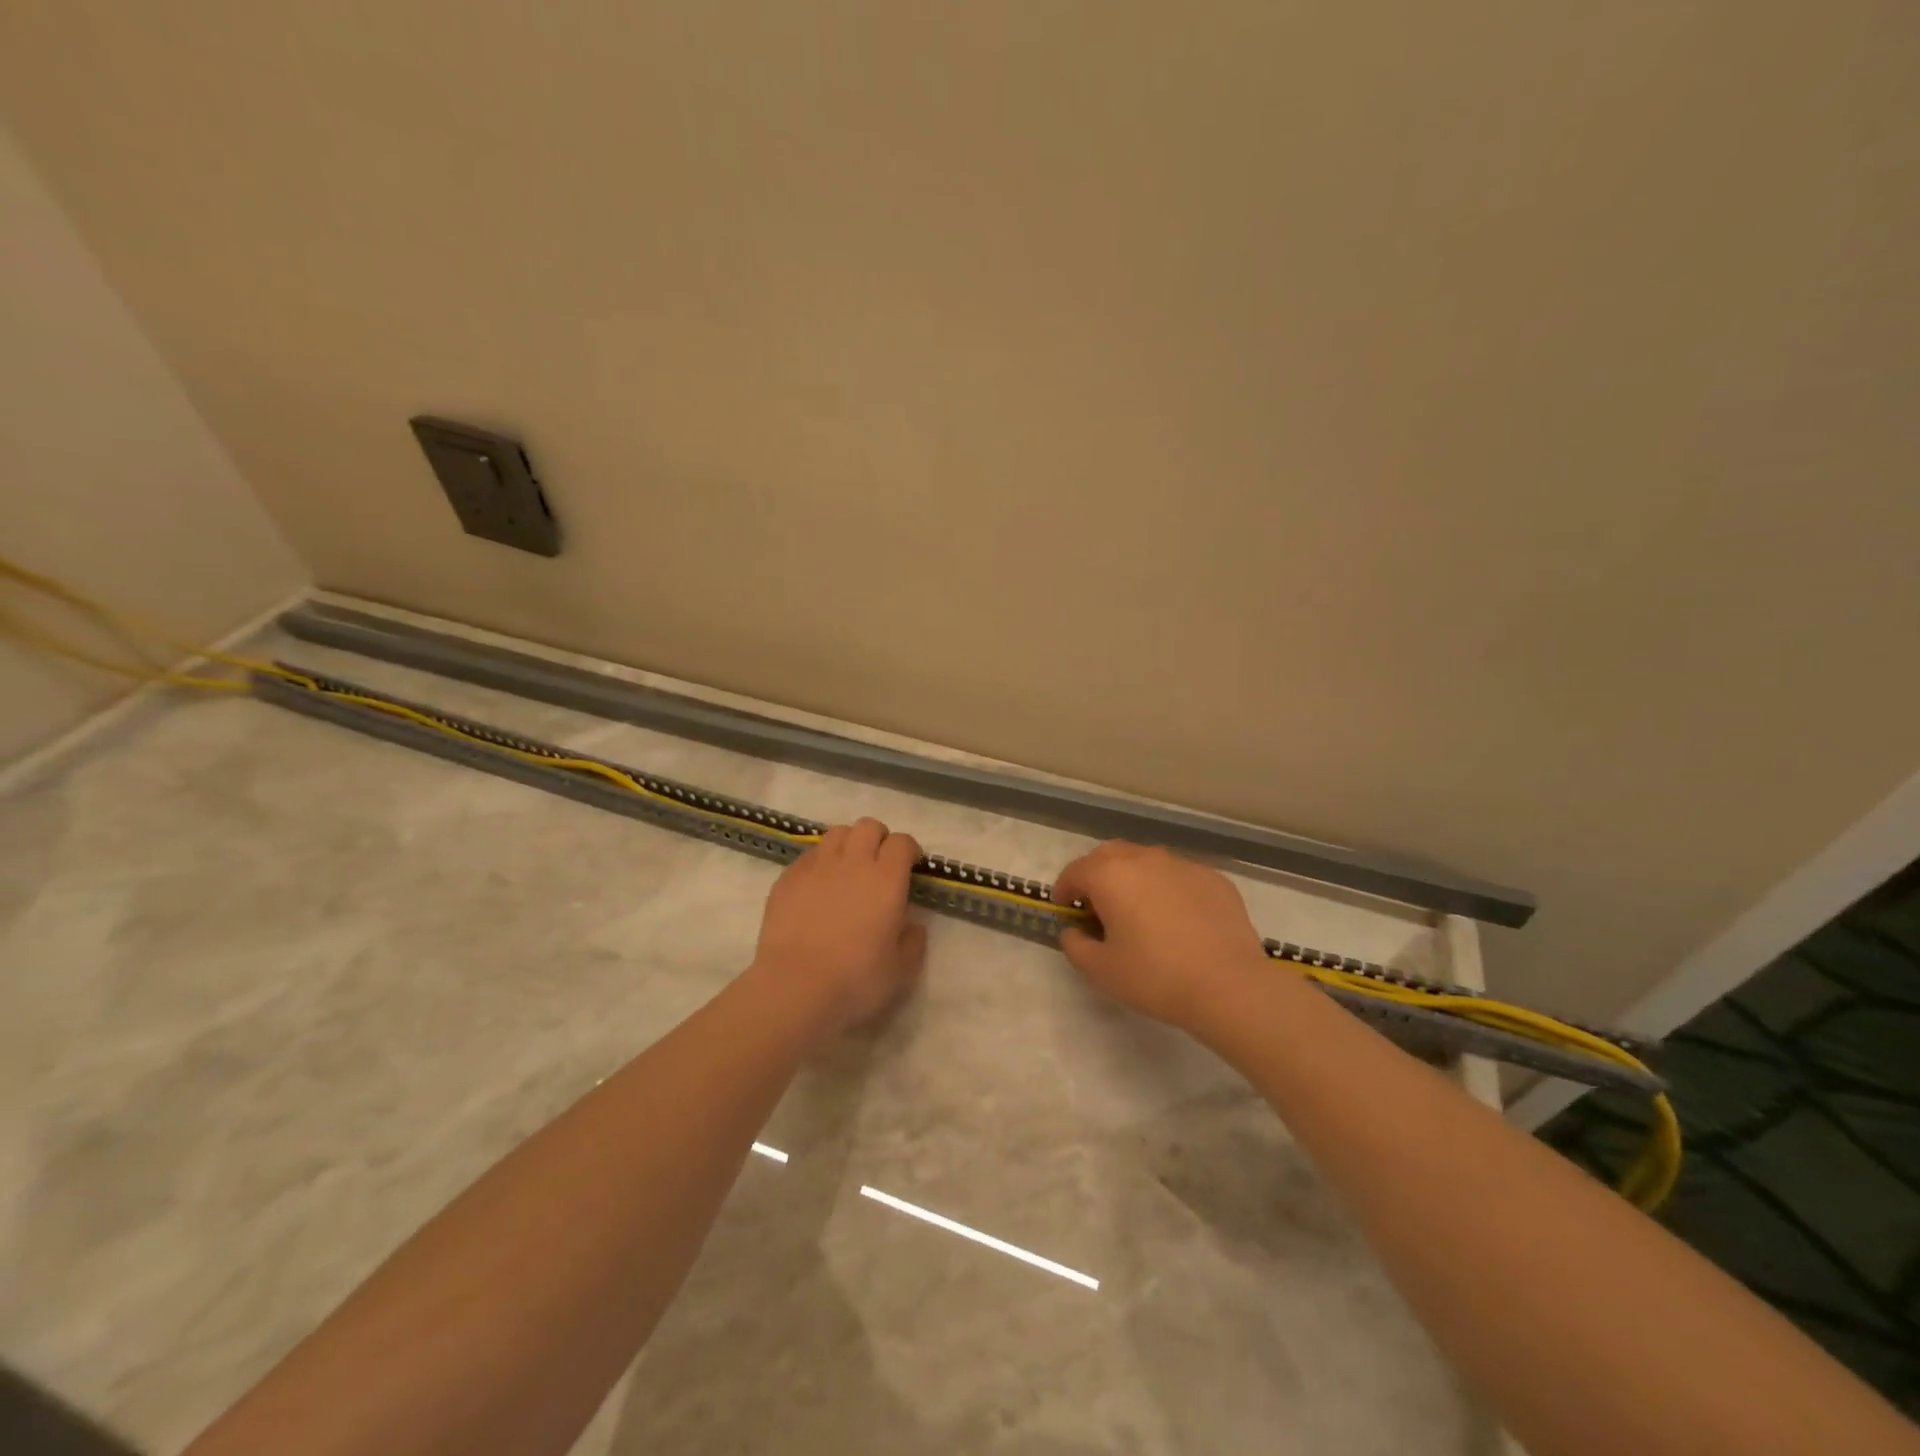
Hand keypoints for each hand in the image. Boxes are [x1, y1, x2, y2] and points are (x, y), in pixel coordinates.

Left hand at [747, 817, 927, 1043]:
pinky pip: (809, 855)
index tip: (911, 866)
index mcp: (886, 879)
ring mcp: (816, 867)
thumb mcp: (901, 970)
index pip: (902, 842)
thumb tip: (912, 925)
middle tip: (880, 864)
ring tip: (848, 868)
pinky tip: (818, 886)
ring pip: (837, 833)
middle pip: (868, 826)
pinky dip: (820, 862)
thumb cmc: (855, 980)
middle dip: (879, 838)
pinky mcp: (788, 878)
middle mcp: (853, 862)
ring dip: (848, 844)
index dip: (909, 850)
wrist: (795, 988)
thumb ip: (913, 941)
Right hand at [1051, 842, 1270, 1034]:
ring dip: (1133, 878)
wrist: (1229, 985)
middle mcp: (1144, 858)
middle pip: (1109, 855)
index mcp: (1110, 875)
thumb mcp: (1101, 970)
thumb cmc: (1156, 977)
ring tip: (1138, 909)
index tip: (1064, 907)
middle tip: (1097, 905)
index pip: (1075, 871)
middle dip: (1096, 874)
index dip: (1064, 889)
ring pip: (1147, 861)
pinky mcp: (1213, 878)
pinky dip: (1167, 888)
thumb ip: (1075, 946)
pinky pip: (1179, 876)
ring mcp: (1182, 865)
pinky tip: (1176, 918)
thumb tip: (1073, 931)